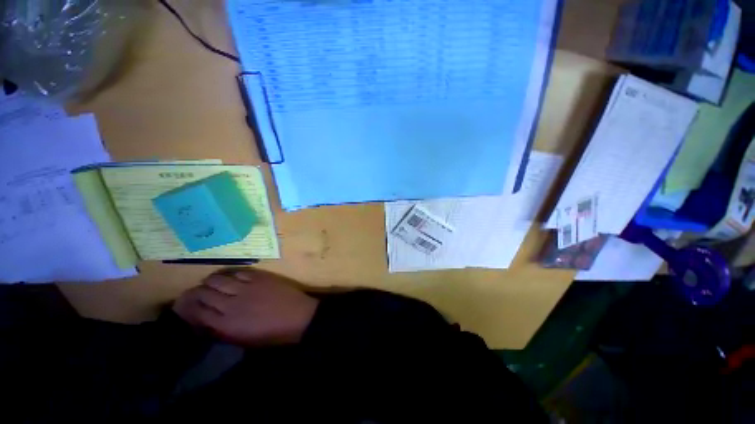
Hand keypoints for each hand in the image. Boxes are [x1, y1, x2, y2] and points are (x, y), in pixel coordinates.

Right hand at [173, 269, 319, 346]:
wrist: (298, 317)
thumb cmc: (271, 334)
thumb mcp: (242, 340)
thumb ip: (221, 330)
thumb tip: (203, 320)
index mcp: (226, 324)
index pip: (196, 311)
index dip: (187, 306)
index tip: (183, 303)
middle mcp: (231, 304)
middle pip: (203, 293)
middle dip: (196, 292)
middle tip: (197, 292)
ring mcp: (246, 287)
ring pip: (218, 279)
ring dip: (211, 281)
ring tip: (212, 283)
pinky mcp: (260, 277)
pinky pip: (239, 272)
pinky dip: (231, 274)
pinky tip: (231, 277)